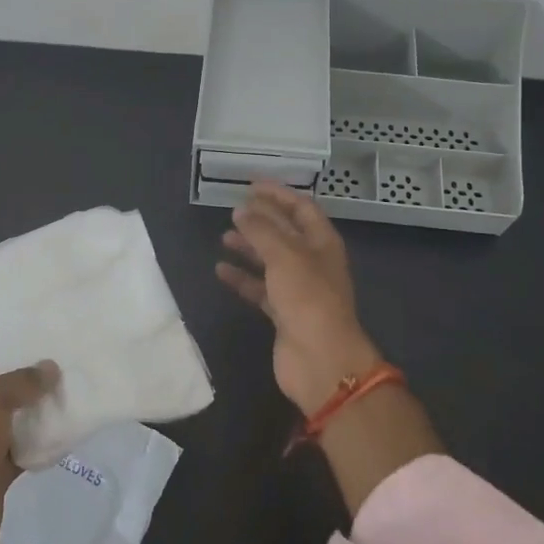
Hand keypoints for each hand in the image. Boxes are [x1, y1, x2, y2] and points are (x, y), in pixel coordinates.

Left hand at [0, 304, 56, 543]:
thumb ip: (19, 383)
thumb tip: (49, 368)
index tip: (15, 303)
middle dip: (22, 358)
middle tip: (62, 340)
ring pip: (11, 409)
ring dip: (37, 399)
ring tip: (76, 376)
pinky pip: (21, 444)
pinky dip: (41, 436)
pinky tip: (72, 424)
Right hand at [216, 181, 382, 414]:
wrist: (320, 360)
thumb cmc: (308, 298)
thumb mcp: (284, 256)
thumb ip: (261, 230)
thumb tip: (241, 210)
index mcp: (323, 243)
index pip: (301, 208)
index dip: (278, 194)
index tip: (251, 184)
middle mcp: (313, 262)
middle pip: (285, 233)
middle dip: (261, 219)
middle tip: (234, 208)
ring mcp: (299, 289)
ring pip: (271, 260)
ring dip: (249, 247)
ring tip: (224, 237)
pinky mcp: (283, 313)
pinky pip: (260, 288)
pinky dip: (242, 278)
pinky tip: (221, 270)